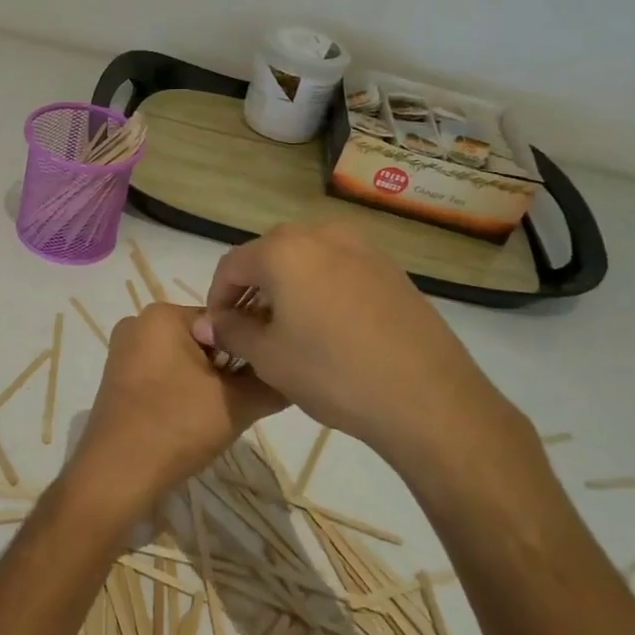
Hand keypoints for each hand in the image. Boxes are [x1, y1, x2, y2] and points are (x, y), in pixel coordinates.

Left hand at [63, 302, 283, 529]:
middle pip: (203, 340)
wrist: (116, 475)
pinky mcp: (117, 379)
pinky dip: (181, 393)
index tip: (260, 381)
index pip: (224, 321)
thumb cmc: (176, 426)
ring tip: (216, 416)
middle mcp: (138, 322)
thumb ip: (272, 382)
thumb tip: (297, 374)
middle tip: (239, 403)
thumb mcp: (237, 403)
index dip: (248, 351)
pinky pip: (162, 375)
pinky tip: (190, 422)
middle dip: (225, 369)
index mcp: (162, 314)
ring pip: (184, 360)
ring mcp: (123, 351)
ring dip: (206, 384)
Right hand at [190, 223, 535, 497]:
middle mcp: (322, 235)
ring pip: (308, 261)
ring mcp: (364, 249)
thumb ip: (231, 332)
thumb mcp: (268, 357)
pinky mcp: (392, 271)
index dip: (217, 298)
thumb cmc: (332, 373)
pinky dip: (323, 290)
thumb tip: (207, 323)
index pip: (231, 265)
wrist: (428, 398)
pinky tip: (330, 329)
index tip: (218, 331)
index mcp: (284, 250)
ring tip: (290, 329)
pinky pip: (341, 270)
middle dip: (253, 289)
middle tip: (251, 330)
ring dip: (289, 287)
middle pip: (270, 255)